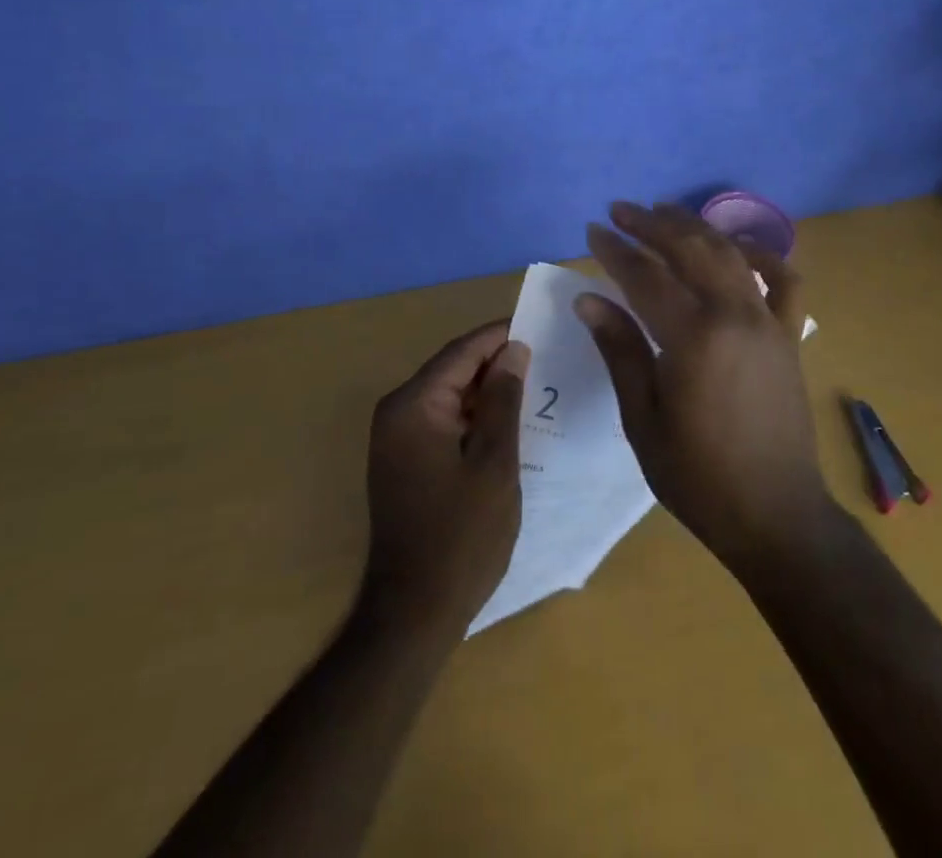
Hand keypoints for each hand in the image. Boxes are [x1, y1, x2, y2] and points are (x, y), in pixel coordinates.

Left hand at [359, 322, 528, 635]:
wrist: (413, 613)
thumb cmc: (461, 536)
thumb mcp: (495, 463)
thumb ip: (504, 400)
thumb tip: (514, 350)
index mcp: (414, 405)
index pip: (462, 351)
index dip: (500, 336)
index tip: (540, 327)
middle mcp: (397, 411)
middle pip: (453, 369)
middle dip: (496, 362)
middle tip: (545, 357)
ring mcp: (396, 437)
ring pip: (449, 394)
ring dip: (487, 391)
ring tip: (534, 385)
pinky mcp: (403, 460)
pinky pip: (442, 420)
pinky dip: (473, 416)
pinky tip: (507, 422)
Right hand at [577, 201, 832, 569]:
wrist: (775, 515)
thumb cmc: (698, 476)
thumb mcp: (642, 418)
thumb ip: (620, 350)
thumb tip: (589, 299)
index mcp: (694, 338)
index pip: (646, 277)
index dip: (616, 251)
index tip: (593, 230)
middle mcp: (735, 315)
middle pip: (690, 250)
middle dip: (652, 224)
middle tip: (621, 210)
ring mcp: (768, 322)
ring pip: (731, 254)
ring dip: (696, 227)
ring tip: (664, 212)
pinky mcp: (789, 335)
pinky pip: (785, 281)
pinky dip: (762, 256)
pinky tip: (738, 248)